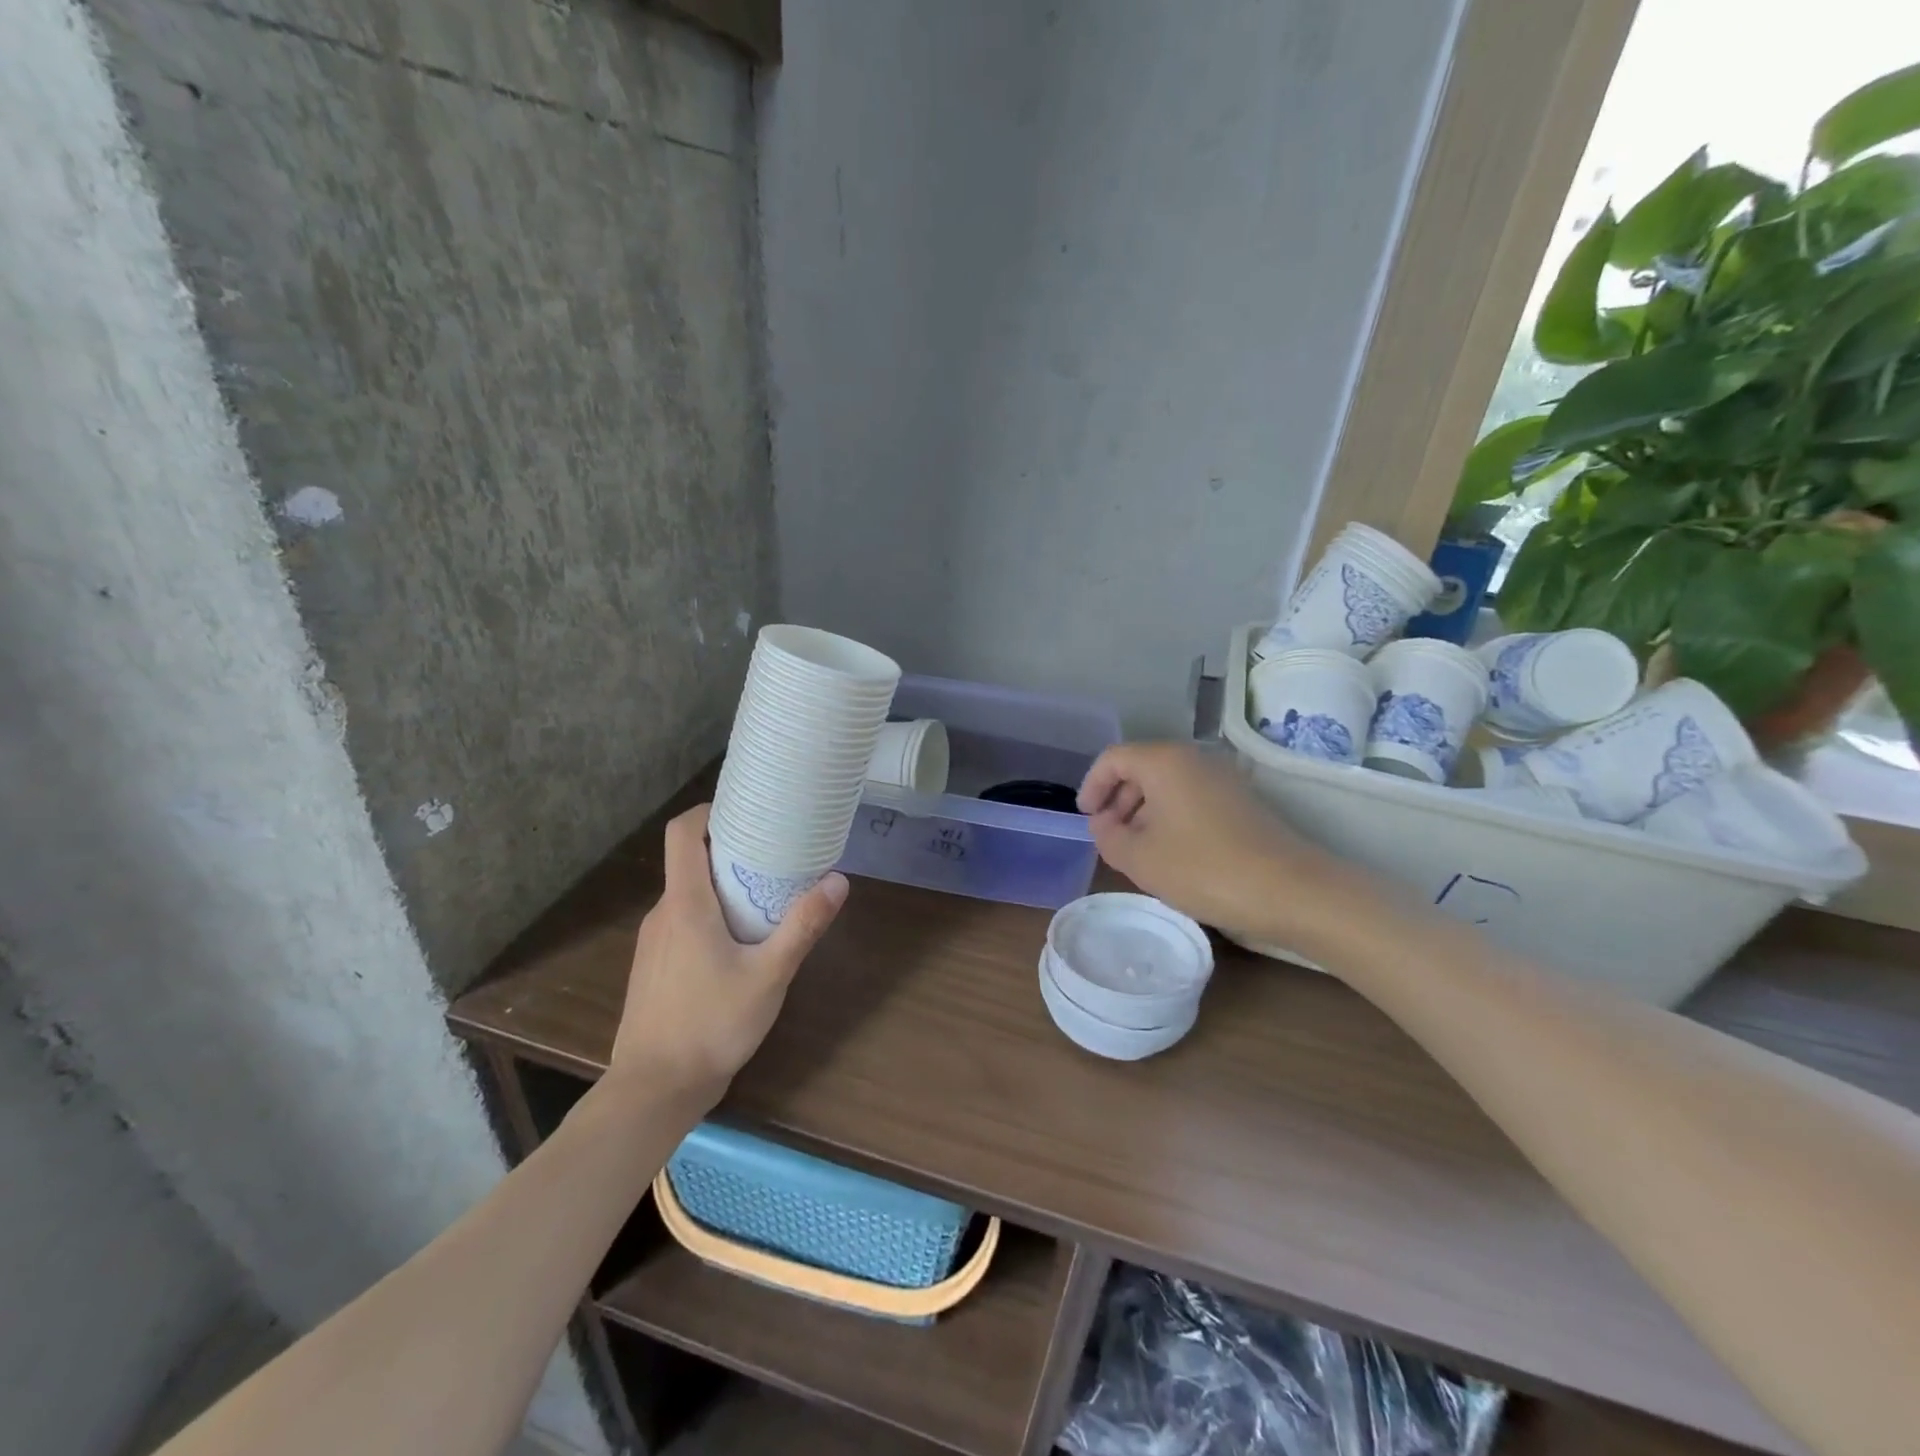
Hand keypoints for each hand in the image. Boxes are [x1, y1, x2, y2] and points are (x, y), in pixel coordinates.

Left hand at [608, 804, 847, 1105]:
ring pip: (688, 893)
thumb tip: (838, 881)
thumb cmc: (712, 1025)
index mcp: (685, 904)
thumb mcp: (770, 975)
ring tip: (765, 893)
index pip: (682, 833)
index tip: (746, 809)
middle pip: (689, 860)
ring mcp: (653, 941)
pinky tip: (740, 941)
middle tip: (775, 851)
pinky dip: (710, 913)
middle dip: (730, 849)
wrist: (654, 1090)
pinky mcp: (654, 966)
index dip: (709, 811)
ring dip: (722, 884)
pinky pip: (682, 921)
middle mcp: (663, 913)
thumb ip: (803, 926)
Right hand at [1077, 742, 1363, 951]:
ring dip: (1143, 810)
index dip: (1092, 785)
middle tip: (1109, 836)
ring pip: (1168, 784)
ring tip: (1137, 849)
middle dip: (1117, 799)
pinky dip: (1170, 816)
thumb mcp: (1140, 858)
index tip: (1085, 818)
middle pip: (1141, 768)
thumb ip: (1108, 836)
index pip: (1113, 759)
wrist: (1291, 890)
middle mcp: (1194, 758)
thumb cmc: (1204, 869)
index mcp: (1164, 761)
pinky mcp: (1241, 800)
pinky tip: (1171, 852)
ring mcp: (1222, 777)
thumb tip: (1103, 823)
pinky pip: (1191, 797)